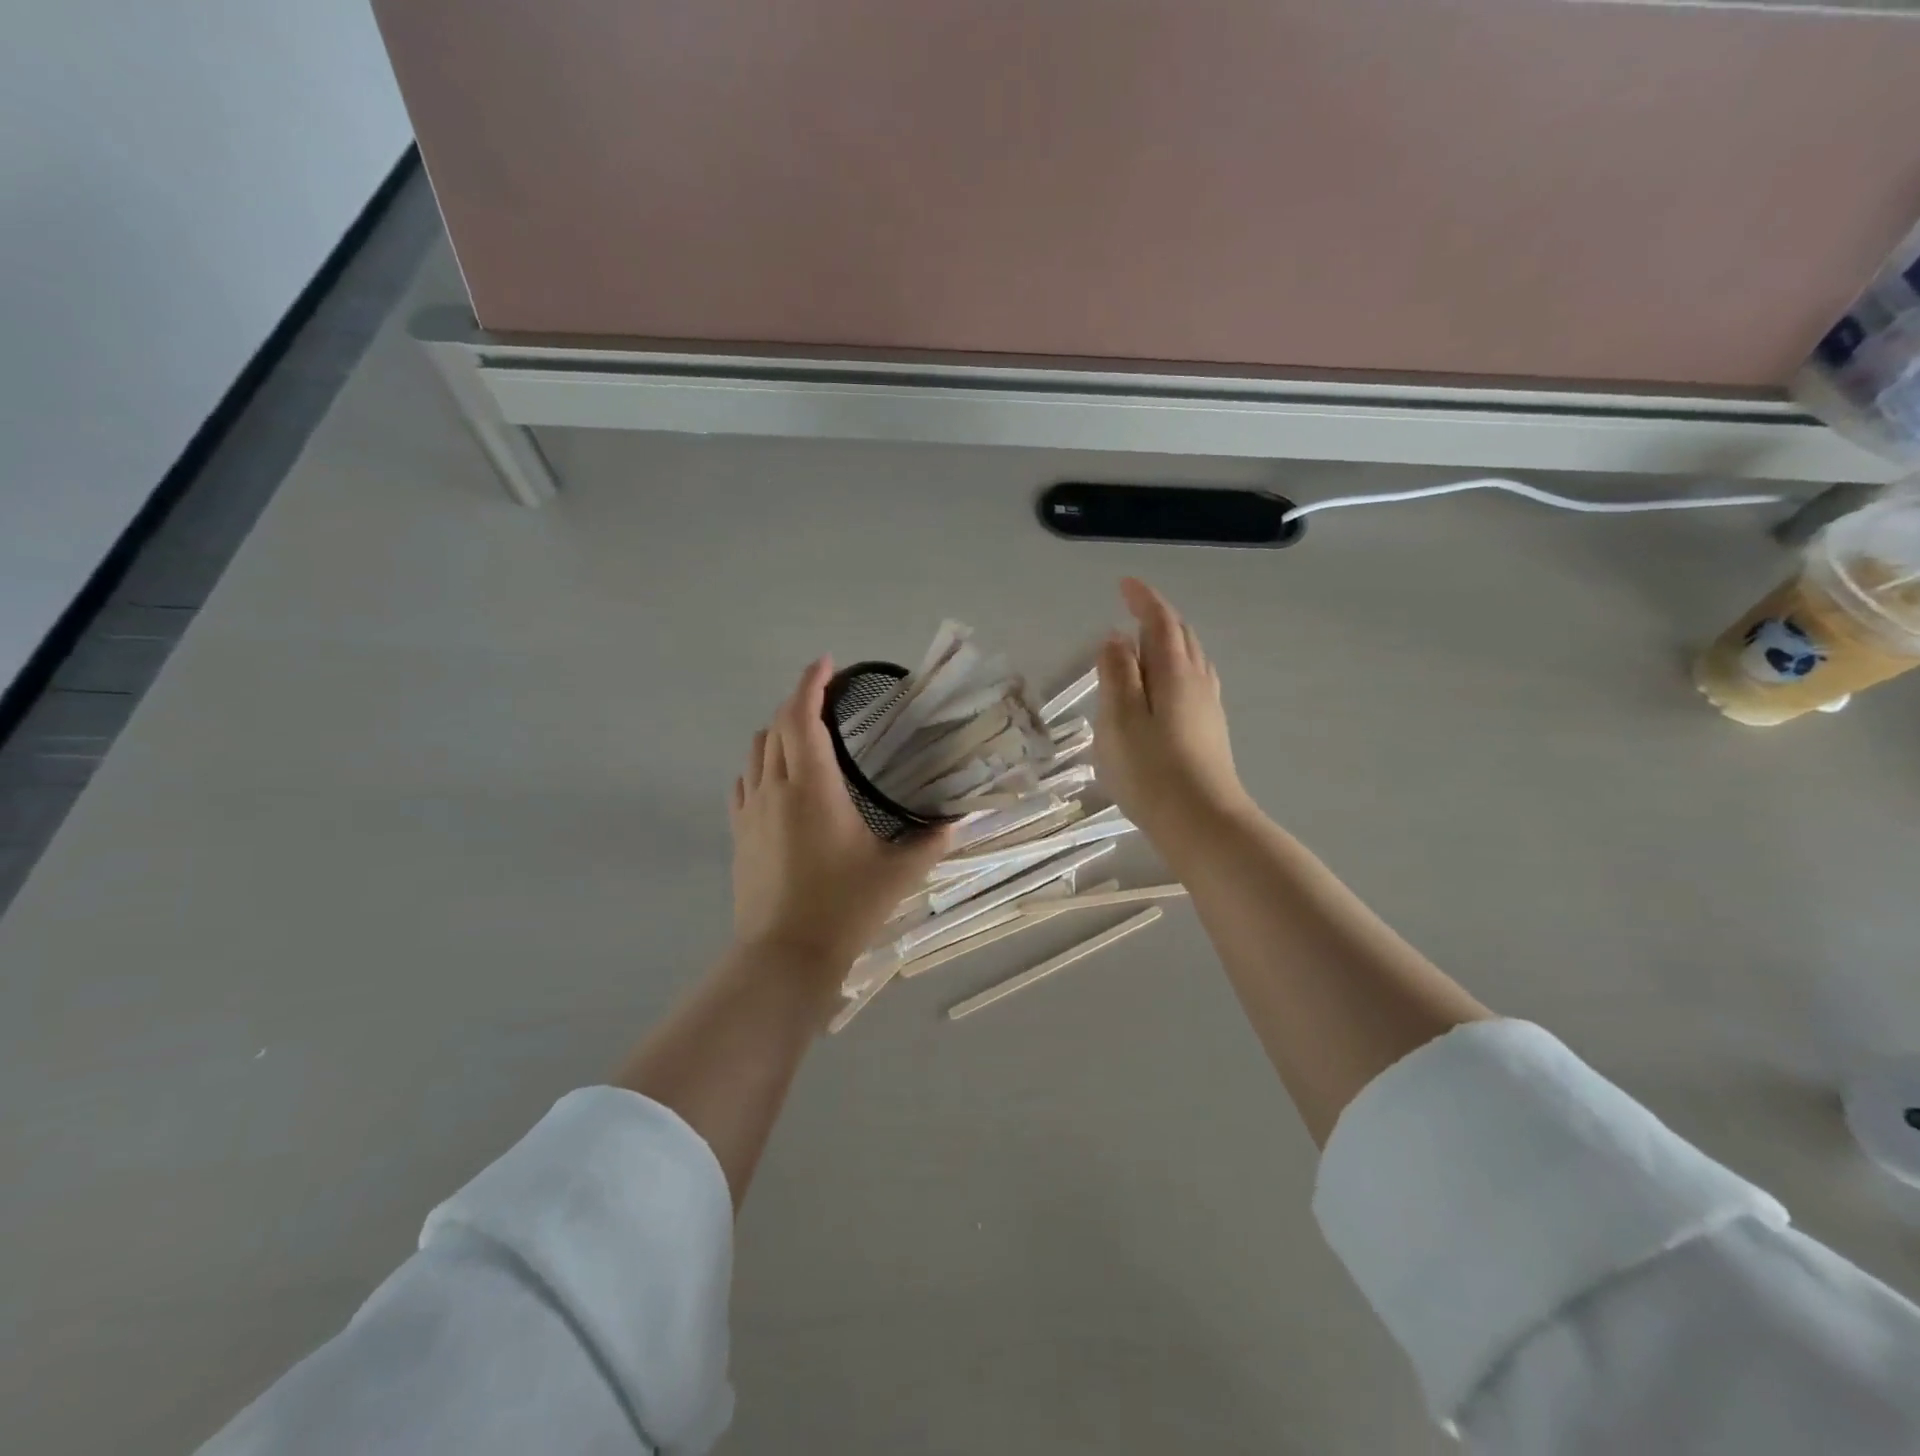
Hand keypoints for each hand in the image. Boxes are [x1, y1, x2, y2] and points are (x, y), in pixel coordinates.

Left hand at [729, 658, 953, 974]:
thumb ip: (930, 842)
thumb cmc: (844, 907)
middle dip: (798, 701)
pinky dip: (762, 764)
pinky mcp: (739, 833)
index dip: (812, 683)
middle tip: (827, 698)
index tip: (827, 664)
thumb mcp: (897, 873)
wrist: (784, 955)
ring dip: (779, 731)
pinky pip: (745, 782)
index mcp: (813, 786)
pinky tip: (780, 779)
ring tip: (806, 735)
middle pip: (777, 725)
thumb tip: (957, 822)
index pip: (802, 716)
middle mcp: (776, 787)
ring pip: (757, 750)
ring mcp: (751, 810)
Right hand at [1095, 578, 1253, 844]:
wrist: (1202, 822)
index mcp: (1174, 672)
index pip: (1160, 622)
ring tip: (1145, 644)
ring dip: (1169, 642)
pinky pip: (1194, 681)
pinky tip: (1166, 687)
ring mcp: (1209, 707)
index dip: (1143, 600)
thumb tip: (1117, 640)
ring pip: (1191, 659)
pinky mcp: (1210, 730)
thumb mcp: (1120, 718)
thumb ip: (1117, 675)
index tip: (1125, 584)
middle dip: (1158, 617)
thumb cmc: (1151, 769)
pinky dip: (1176, 668)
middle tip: (1133, 610)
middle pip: (1181, 636)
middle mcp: (1197, 681)